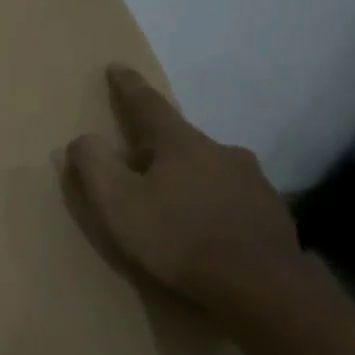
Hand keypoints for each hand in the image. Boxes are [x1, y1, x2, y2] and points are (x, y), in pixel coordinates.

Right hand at [64, 64, 301, 308]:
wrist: (262, 287)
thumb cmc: (178, 239)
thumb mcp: (118, 204)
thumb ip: (94, 167)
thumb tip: (83, 140)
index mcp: (181, 144)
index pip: (148, 105)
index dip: (128, 87)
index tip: (116, 67)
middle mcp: (221, 151)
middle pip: (180, 140)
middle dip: (156, 146)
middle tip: (136, 160)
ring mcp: (253, 181)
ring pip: (208, 169)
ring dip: (186, 177)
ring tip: (171, 203)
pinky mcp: (271, 212)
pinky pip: (230, 198)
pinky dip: (211, 204)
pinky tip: (205, 228)